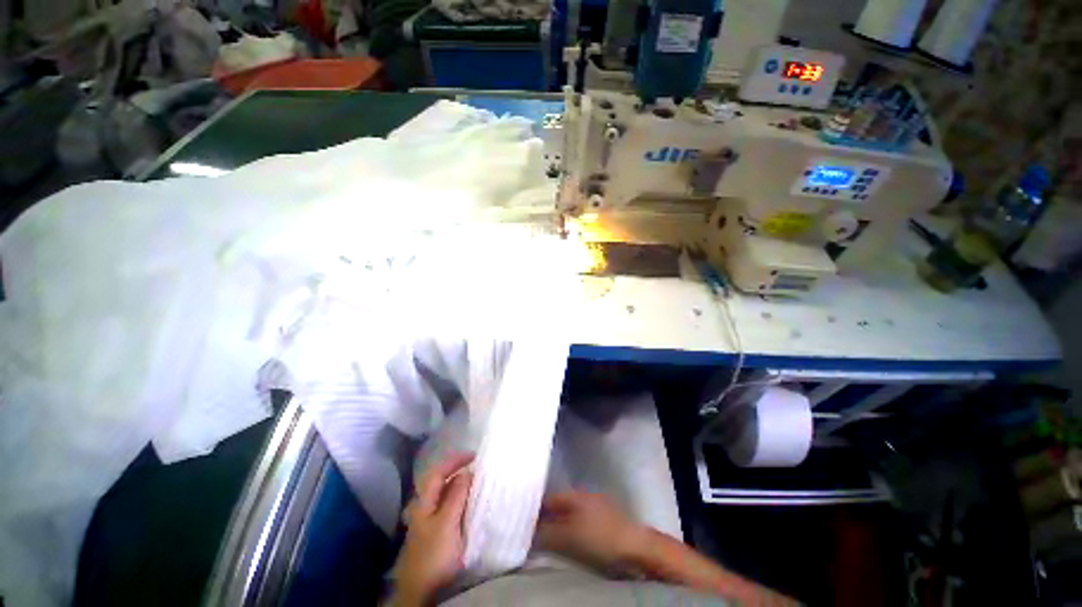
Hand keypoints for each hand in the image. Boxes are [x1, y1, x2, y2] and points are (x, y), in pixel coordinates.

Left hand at [392, 453, 474, 606]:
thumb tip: (466, 472)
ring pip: (444, 494)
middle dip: (457, 470)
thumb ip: (456, 496)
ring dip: (458, 484)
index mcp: (424, 501)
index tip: (474, 456)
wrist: (421, 590)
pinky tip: (467, 503)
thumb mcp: (447, 522)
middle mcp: (423, 506)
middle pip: (439, 480)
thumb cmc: (434, 554)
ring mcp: (427, 519)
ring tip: (475, 482)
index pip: (438, 471)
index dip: (455, 460)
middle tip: (476, 467)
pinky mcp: (434, 531)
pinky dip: (458, 498)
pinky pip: (447, 506)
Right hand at [533, 492, 646, 575]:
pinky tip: (566, 543)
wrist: (637, 547)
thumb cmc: (600, 537)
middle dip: (544, 518)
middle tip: (529, 533)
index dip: (535, 509)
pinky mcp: (603, 523)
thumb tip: (527, 532)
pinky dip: (569, 532)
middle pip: (558, 507)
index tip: (521, 520)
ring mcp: (595, 509)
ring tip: (544, 540)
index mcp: (575, 495)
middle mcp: (583, 497)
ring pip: (568, 516)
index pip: (549, 498)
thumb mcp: (569, 537)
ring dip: (556, 526)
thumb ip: (547, 533)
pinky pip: (579, 524)